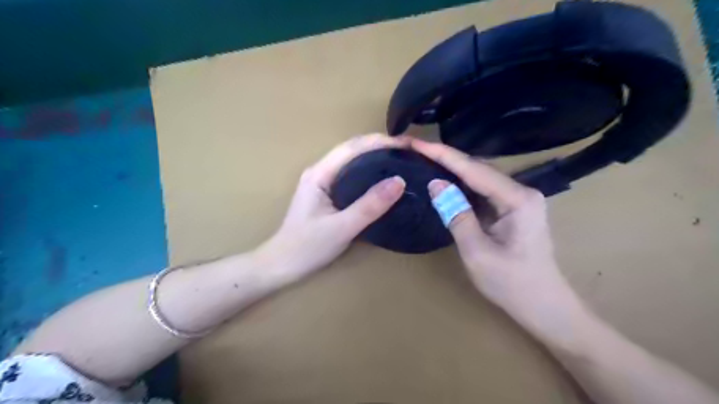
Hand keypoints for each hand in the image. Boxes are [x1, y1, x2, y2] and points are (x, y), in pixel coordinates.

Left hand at [258, 132, 406, 283]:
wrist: (283, 265)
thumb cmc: (308, 247)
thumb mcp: (342, 228)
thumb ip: (370, 205)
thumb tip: (399, 181)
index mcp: (320, 174)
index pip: (352, 147)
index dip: (380, 142)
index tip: (407, 145)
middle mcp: (320, 172)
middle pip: (352, 150)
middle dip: (380, 146)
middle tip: (408, 152)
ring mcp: (322, 182)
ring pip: (352, 162)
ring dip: (375, 157)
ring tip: (401, 161)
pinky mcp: (326, 194)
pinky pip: (351, 176)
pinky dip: (369, 172)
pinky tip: (382, 179)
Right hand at [410, 140, 582, 340]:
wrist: (544, 306)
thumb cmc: (511, 284)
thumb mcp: (476, 251)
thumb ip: (456, 214)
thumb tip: (435, 183)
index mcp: (517, 199)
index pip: (473, 169)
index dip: (442, 155)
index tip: (416, 142)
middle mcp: (521, 191)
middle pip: (478, 168)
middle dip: (446, 158)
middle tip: (416, 149)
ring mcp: (519, 199)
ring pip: (480, 178)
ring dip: (452, 169)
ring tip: (424, 159)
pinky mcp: (513, 209)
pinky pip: (483, 191)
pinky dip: (462, 185)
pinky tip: (445, 180)